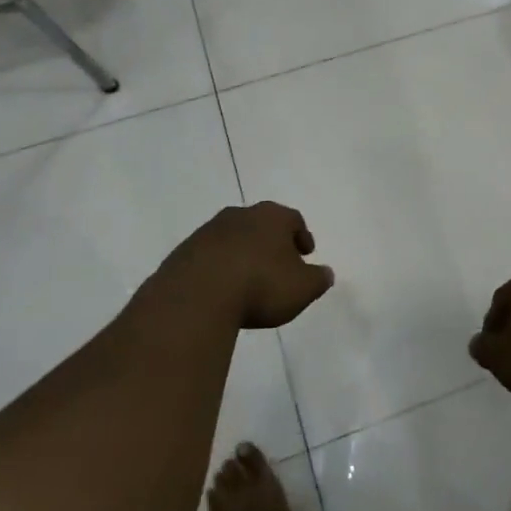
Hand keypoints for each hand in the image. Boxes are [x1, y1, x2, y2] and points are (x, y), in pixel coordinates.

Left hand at [165, 202, 333, 329]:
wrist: (196, 295)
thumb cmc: (260, 285)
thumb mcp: (302, 288)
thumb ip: (318, 279)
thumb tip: (326, 273)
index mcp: (272, 217)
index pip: (293, 219)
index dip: (302, 236)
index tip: (306, 253)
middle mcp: (241, 215)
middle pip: (262, 224)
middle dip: (271, 242)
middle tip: (278, 263)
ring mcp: (209, 231)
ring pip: (234, 238)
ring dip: (243, 253)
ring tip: (248, 279)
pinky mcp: (184, 252)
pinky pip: (209, 256)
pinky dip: (219, 267)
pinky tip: (221, 289)